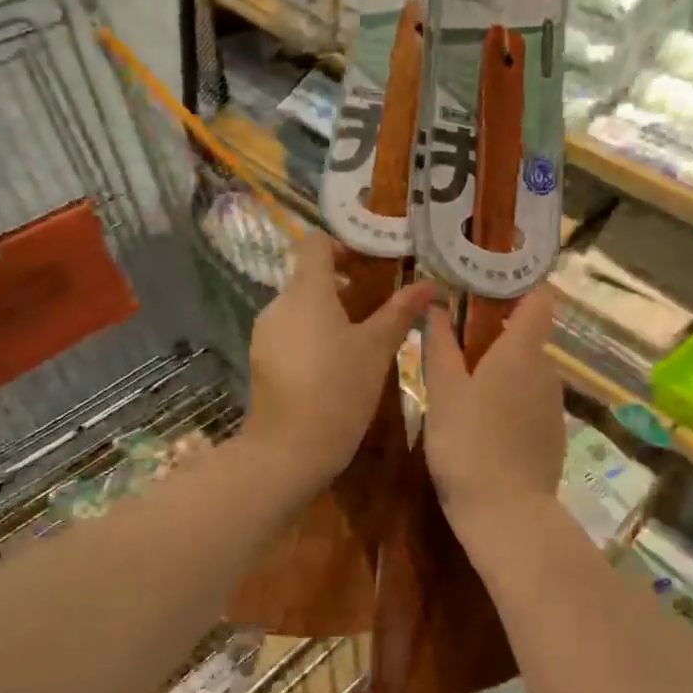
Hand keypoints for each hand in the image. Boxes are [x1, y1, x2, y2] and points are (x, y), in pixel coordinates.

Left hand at [247, 231, 433, 483]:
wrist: (289, 449)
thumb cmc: (339, 389)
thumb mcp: (377, 349)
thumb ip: (400, 312)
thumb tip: (430, 284)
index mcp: (307, 291)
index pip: (317, 244)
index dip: (345, 246)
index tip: (373, 264)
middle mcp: (279, 304)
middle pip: (310, 277)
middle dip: (344, 284)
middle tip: (379, 303)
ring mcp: (266, 333)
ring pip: (300, 308)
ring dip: (329, 312)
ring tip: (362, 338)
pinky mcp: (262, 360)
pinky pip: (290, 333)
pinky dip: (313, 336)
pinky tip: (336, 365)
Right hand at [422, 289, 564, 533]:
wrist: (507, 514)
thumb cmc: (468, 443)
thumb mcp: (444, 391)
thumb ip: (439, 344)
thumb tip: (435, 304)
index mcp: (522, 351)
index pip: (538, 297)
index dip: (517, 284)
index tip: (484, 282)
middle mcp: (547, 370)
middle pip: (527, 334)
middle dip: (494, 330)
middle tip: (453, 337)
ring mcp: (553, 404)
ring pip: (527, 370)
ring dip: (500, 367)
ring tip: (461, 382)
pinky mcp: (552, 433)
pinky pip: (530, 400)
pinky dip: (509, 397)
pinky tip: (482, 420)